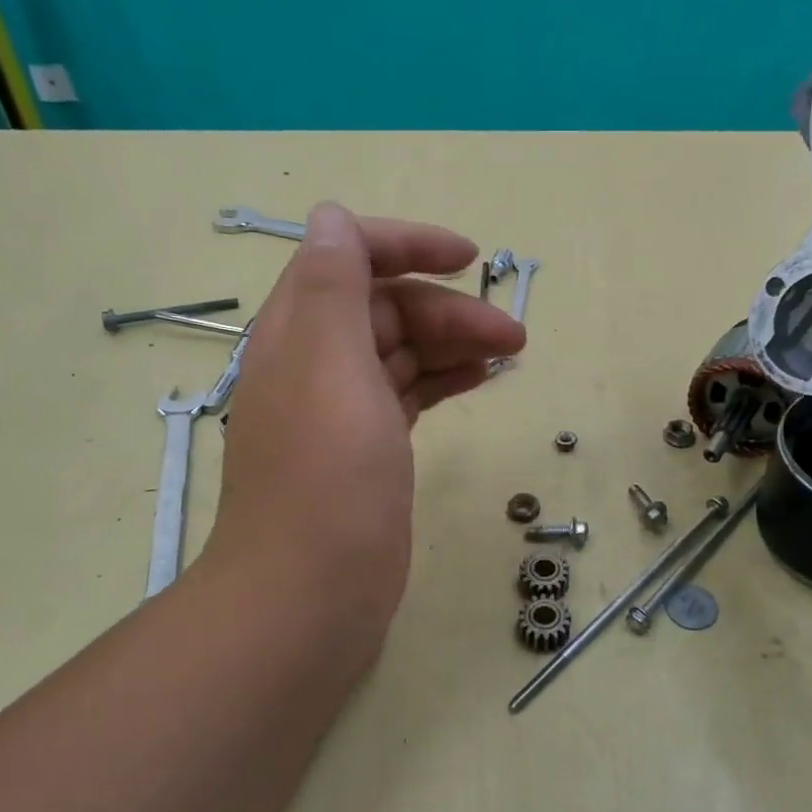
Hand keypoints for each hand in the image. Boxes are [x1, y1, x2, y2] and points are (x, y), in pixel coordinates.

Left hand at [192, 205, 524, 653]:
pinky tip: (480, 380)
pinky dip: (444, 379)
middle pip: (386, 309)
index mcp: (299, 333)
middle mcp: (315, 364)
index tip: (468, 258)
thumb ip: (332, 286)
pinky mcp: (368, 451)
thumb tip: (331, 216)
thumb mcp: (331, 367)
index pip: (347, 258)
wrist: (312, 595)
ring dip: (454, 342)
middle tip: (513, 333)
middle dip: (449, 309)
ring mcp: (342, 411)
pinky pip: (409, 394)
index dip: (406, 246)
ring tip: (510, 354)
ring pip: (403, 353)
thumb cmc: (329, 478)